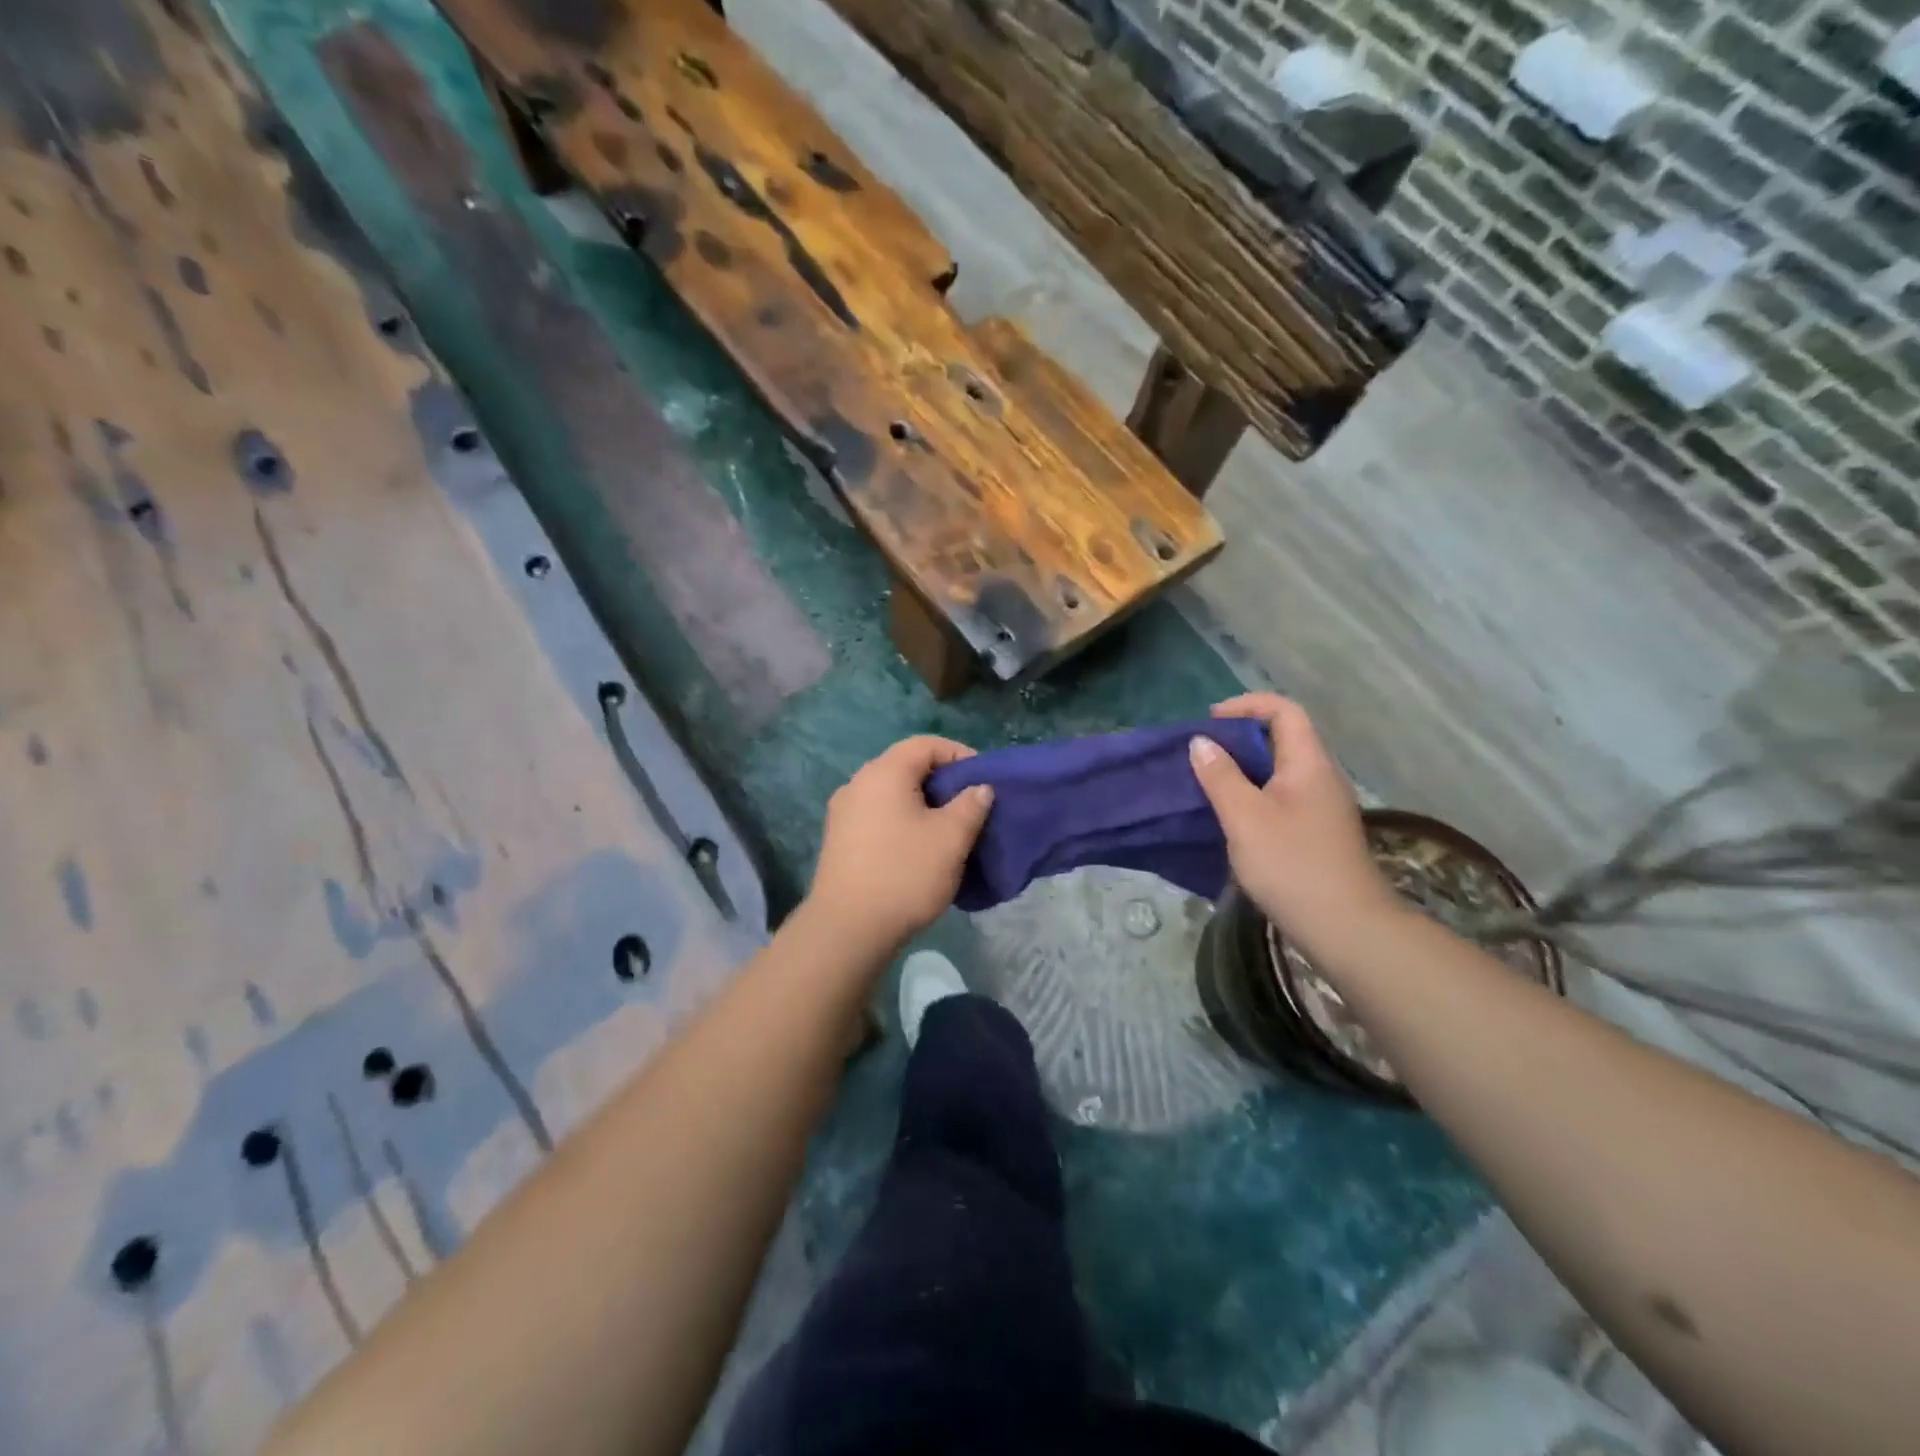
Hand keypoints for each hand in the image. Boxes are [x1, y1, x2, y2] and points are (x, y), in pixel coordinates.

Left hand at [807, 736, 994, 951]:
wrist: (848, 929)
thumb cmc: (905, 874)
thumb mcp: (951, 839)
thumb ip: (971, 805)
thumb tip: (979, 788)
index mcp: (884, 772)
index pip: (925, 744)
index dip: (959, 754)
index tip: (983, 781)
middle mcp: (858, 783)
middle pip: (906, 766)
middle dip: (942, 781)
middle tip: (969, 806)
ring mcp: (843, 812)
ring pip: (891, 794)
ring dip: (922, 804)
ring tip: (947, 830)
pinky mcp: (838, 839)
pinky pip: (877, 816)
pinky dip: (902, 821)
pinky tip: (917, 849)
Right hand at [1189, 694, 1394, 947]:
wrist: (1345, 926)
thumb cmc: (1291, 863)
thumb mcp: (1244, 816)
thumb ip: (1220, 775)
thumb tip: (1201, 742)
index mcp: (1308, 763)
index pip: (1283, 711)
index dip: (1246, 705)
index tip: (1210, 722)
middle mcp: (1321, 776)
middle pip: (1283, 737)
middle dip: (1240, 738)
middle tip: (1202, 753)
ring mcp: (1323, 806)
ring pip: (1281, 770)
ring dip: (1245, 768)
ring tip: (1209, 782)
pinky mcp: (1318, 832)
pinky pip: (1283, 796)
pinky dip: (1254, 794)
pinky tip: (1232, 817)